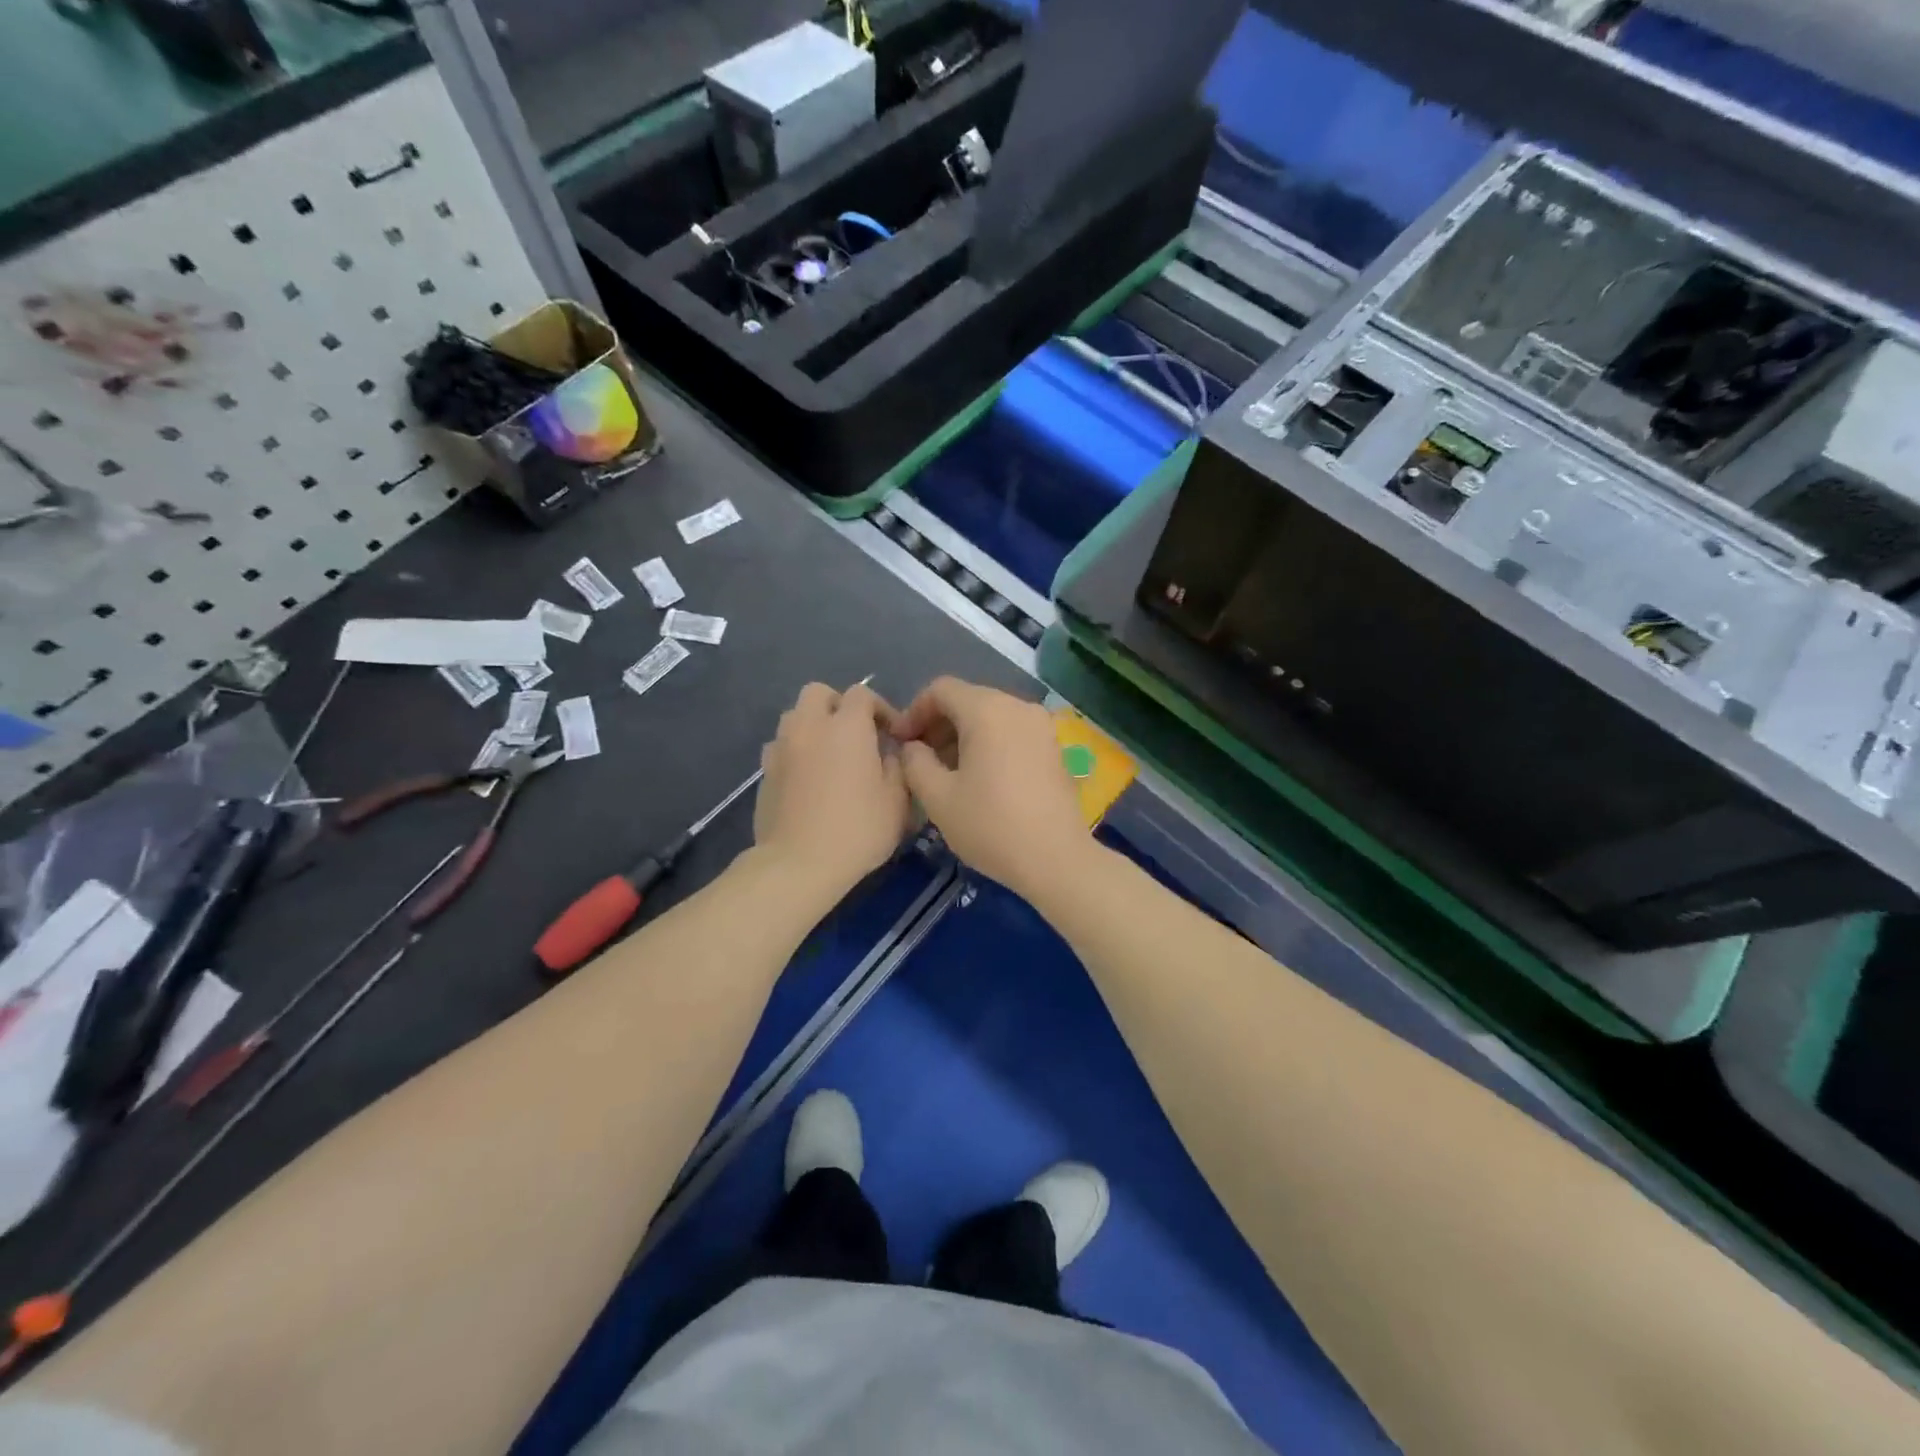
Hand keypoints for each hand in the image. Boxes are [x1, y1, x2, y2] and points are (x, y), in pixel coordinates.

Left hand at [753, 682, 910, 900]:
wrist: (798, 864)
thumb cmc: (857, 830)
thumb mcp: (897, 801)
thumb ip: (897, 766)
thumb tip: (888, 754)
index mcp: (847, 727)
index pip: (862, 693)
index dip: (880, 707)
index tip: (892, 734)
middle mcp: (809, 726)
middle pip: (818, 693)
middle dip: (838, 705)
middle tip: (855, 734)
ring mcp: (781, 748)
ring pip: (794, 717)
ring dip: (813, 726)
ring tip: (829, 754)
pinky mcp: (764, 772)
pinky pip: (780, 746)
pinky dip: (795, 751)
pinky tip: (807, 777)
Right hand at [891, 677, 1089, 898]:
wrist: (1056, 859)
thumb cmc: (991, 825)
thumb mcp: (938, 797)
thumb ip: (915, 762)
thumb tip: (913, 747)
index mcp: (987, 710)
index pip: (941, 689)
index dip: (913, 711)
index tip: (901, 743)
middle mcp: (1017, 706)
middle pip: (968, 699)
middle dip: (938, 723)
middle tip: (920, 759)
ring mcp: (1041, 725)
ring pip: (990, 715)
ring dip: (962, 734)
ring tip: (946, 771)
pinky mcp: (1053, 746)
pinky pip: (1011, 730)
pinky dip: (988, 742)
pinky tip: (979, 777)